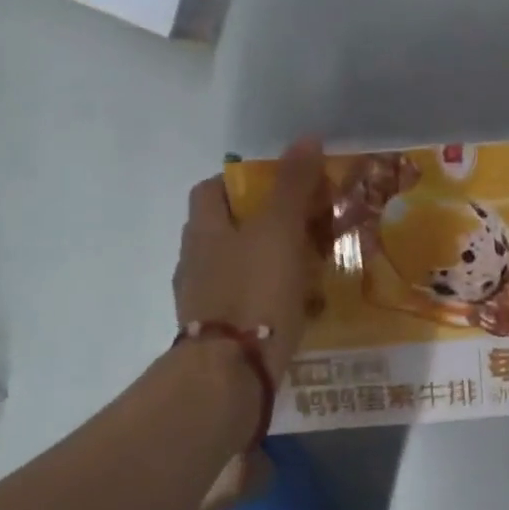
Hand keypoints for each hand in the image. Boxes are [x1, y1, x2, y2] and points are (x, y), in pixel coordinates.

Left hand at [175, 137, 329, 379]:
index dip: (243, 182)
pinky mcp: (221, 334)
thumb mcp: (279, 231)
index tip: (281, 187)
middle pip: (228, 230)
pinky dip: (272, 299)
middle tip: (308, 228)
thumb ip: (292, 186)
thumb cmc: (254, 292)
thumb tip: (306, 137)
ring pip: (240, 268)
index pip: (211, 190)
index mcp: (203, 230)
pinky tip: (300, 308)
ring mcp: (205, 301)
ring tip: (312, 269)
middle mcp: (196, 261)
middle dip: (266, 225)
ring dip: (271, 263)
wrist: (231, 372)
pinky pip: (249, 303)